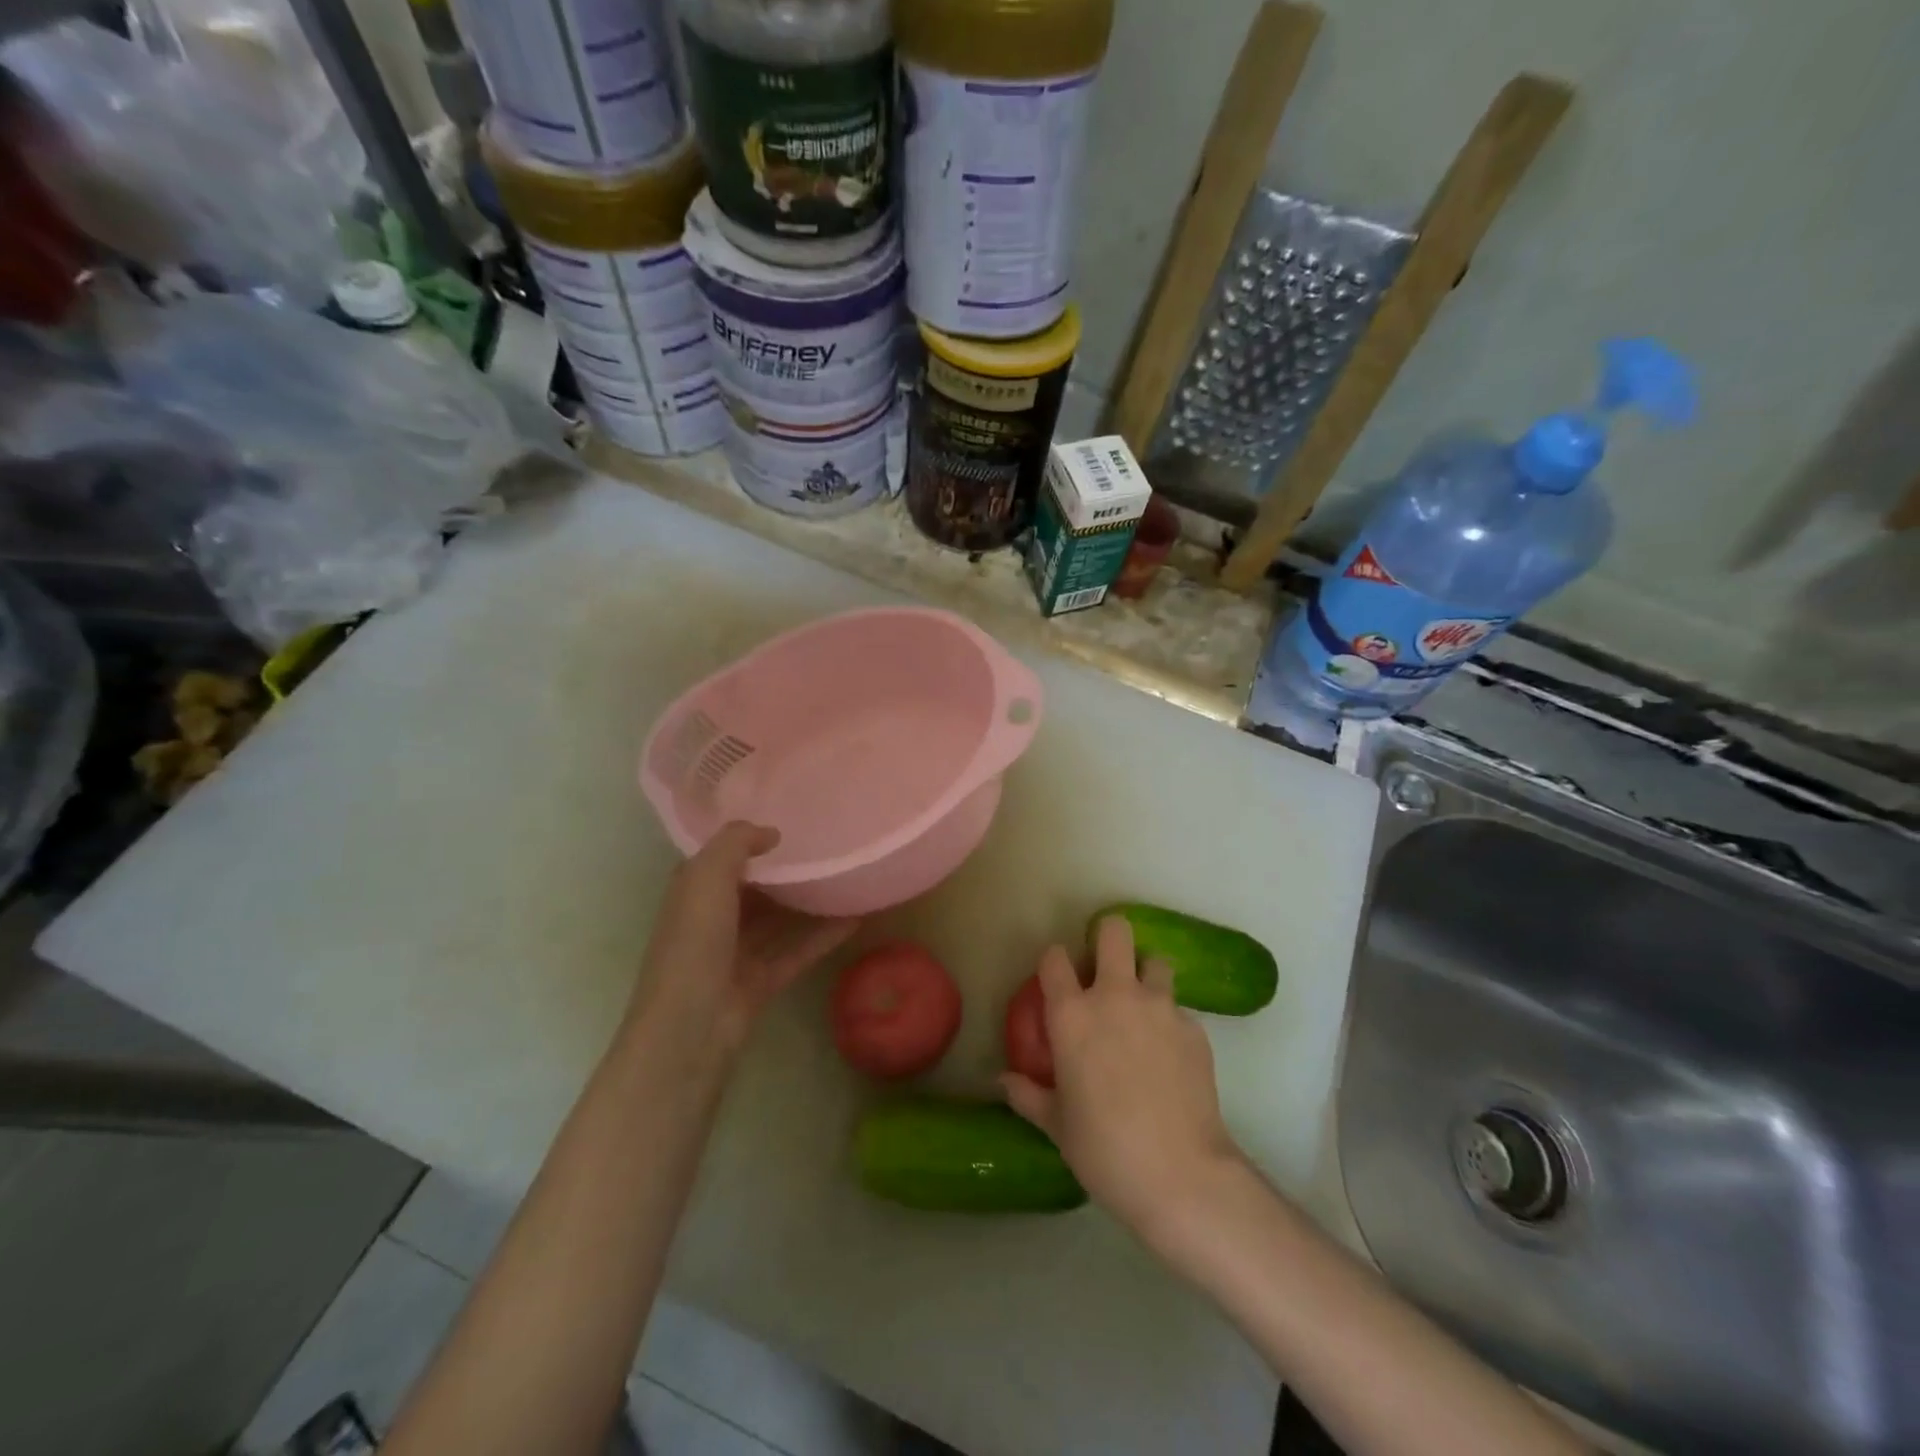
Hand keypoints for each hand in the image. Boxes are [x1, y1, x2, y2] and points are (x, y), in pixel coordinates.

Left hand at [631, 823, 858, 1063]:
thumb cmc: (694, 944)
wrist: (691, 1028)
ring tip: (847, 877)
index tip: (786, 820)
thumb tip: (771, 833)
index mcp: (692, 893)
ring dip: (808, 902)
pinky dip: (824, 935)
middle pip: (753, 888)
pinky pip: (797, 950)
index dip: (746, 840)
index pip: (719, 858)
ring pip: (778, 920)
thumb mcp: (706, 878)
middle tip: (827, 845)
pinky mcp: (762, 981)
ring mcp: (737, 954)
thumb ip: (736, 843)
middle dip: (783, 870)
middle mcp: (713, 920)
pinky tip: (856, 917)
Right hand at [1001, 915, 1242, 1239]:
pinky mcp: (1194, 1027)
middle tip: (1104, 968)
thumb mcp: (1056, 1125)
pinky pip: (1178, 1009)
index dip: (1054, 962)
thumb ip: (1028, 1094)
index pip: (1054, 958)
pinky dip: (1170, 1021)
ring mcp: (1160, 1007)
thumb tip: (1002, 1080)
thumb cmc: (1104, 1150)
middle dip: (1107, 938)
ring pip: (1155, 960)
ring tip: (1142, 1007)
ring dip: (1145, 975)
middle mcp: (1115, 996)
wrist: (1181, 1175)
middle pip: (1114, 931)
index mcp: (1072, 1015)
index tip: (1057, 979)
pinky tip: (1169, 1055)